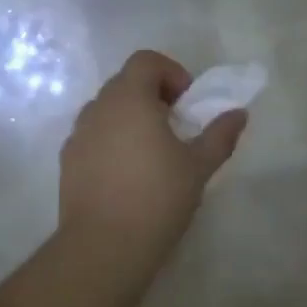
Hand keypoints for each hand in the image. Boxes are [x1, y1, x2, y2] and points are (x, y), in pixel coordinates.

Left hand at [60, 51, 247, 262]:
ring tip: (152, 153)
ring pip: (106, 111)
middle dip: (153, 96)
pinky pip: (93, 137)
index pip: (145, 61)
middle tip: (175, 128)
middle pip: (124, 83)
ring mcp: (77, 135)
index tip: (187, 104)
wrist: (104, 246)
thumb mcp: (198, 166)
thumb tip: (239, 114)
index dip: (171, 73)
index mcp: (128, 98)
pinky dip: (111, 141)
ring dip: (130, 119)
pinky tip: (127, 175)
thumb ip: (220, 135)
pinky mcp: (67, 162)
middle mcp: (97, 108)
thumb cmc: (157, 197)